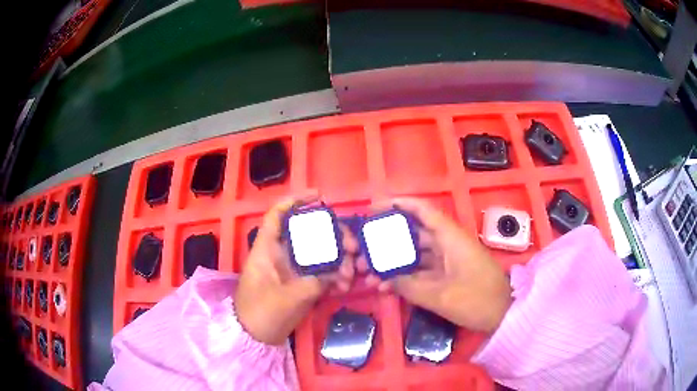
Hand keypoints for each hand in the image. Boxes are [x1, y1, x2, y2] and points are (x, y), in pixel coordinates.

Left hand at [235, 193, 357, 345]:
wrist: (254, 337)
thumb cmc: (261, 313)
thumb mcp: (287, 298)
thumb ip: (314, 282)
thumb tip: (337, 272)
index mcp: (267, 249)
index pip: (277, 215)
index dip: (295, 201)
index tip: (319, 197)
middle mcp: (281, 254)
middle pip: (308, 233)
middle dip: (333, 236)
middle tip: (353, 246)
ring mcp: (292, 269)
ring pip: (319, 253)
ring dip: (338, 260)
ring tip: (351, 274)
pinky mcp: (301, 283)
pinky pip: (321, 273)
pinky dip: (334, 277)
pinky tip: (344, 287)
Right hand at [362, 198, 511, 333]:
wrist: (503, 314)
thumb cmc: (476, 299)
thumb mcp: (440, 295)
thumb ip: (408, 285)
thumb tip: (384, 278)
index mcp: (450, 238)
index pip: (424, 211)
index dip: (400, 204)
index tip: (375, 207)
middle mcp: (447, 244)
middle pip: (414, 233)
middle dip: (387, 240)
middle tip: (362, 247)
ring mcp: (447, 260)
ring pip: (415, 254)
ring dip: (393, 262)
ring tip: (368, 272)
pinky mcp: (447, 274)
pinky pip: (421, 270)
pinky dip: (404, 276)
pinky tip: (385, 287)